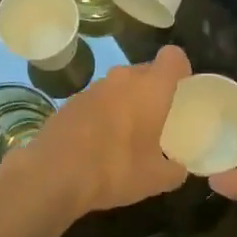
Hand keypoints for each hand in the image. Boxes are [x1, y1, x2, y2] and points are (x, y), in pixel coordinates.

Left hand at [21, 45, 190, 213]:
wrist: (53, 175)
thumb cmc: (115, 170)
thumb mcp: (156, 179)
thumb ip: (175, 170)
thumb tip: (179, 169)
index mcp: (151, 88)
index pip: (174, 57)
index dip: (182, 70)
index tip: (183, 92)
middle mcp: (122, 78)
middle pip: (146, 71)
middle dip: (155, 90)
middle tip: (160, 119)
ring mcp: (93, 87)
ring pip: (120, 86)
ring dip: (128, 101)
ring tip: (129, 134)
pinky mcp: (70, 101)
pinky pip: (98, 100)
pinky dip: (104, 113)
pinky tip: (100, 142)